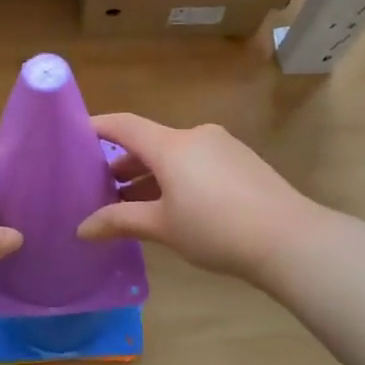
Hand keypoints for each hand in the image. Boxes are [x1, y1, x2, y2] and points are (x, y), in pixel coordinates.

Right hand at [77, 114, 311, 280]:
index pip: (124, 125)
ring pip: (175, 154)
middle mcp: (195, 136)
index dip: (96, 126)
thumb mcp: (162, 227)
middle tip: (99, 187)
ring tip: (133, 203)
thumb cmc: (215, 229)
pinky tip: (174, 206)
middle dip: (123, 163)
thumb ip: (120, 221)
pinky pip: (198, 162)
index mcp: (171, 145)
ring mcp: (222, 146)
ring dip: (151, 175)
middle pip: (149, 142)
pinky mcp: (242, 161)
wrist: (290, 239)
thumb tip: (81, 229)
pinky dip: (177, 177)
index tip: (74, 133)